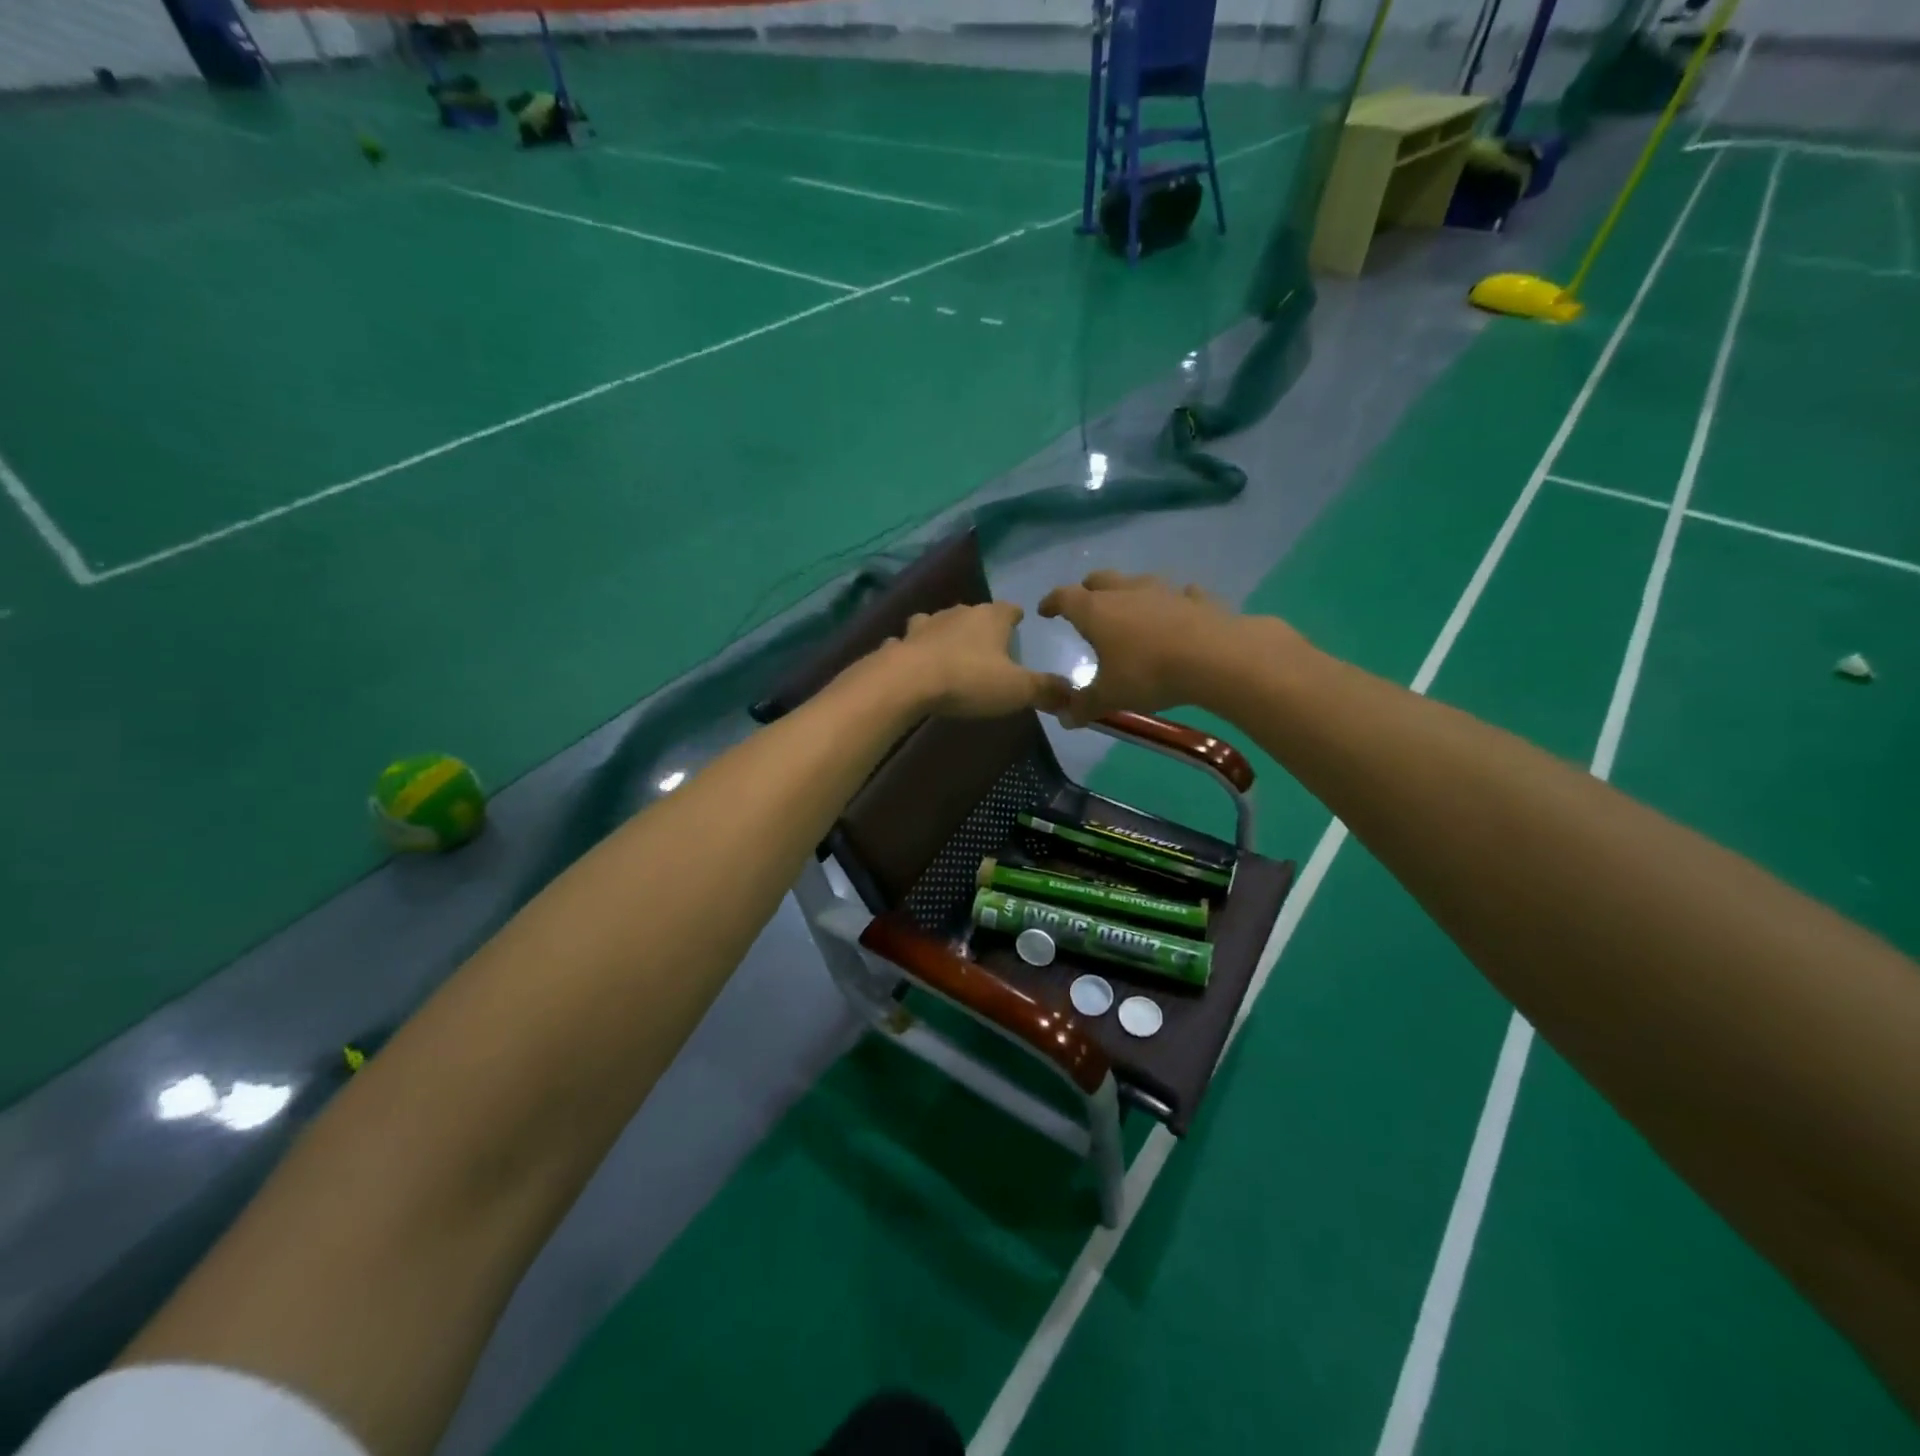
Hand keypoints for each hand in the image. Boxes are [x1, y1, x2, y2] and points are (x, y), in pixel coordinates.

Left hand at [884, 602, 1070, 718]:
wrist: (907, 681)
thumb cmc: (969, 679)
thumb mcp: (1017, 690)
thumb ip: (1047, 691)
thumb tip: (1074, 696)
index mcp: (990, 617)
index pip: (1010, 609)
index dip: (1016, 617)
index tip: (1020, 623)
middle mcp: (958, 612)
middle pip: (974, 614)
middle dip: (981, 626)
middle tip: (989, 646)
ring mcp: (926, 625)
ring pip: (939, 623)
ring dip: (945, 634)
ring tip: (951, 652)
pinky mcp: (901, 642)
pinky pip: (910, 643)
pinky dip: (914, 650)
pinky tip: (915, 663)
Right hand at [1039, 571, 1296, 725]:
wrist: (1215, 658)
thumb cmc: (1148, 674)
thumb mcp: (1110, 696)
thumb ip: (1085, 705)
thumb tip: (1064, 718)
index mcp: (1096, 611)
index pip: (1064, 597)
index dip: (1052, 602)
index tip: (1045, 610)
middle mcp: (1127, 592)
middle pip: (1100, 580)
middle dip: (1088, 590)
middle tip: (1084, 603)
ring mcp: (1165, 591)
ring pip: (1139, 582)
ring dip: (1130, 592)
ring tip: (1130, 607)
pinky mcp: (1198, 600)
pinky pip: (1182, 594)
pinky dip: (1175, 601)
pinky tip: (1179, 609)